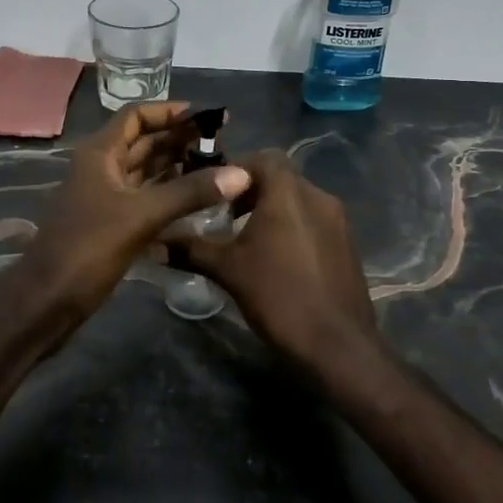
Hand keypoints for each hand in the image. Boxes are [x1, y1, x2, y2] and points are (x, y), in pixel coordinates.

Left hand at [15, 102, 250, 333]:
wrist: (48, 301)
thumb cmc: (88, 248)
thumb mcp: (142, 215)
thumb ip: (190, 192)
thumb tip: (241, 174)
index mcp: (100, 154)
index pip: (136, 116)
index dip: (169, 112)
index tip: (206, 117)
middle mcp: (102, 168)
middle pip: (144, 142)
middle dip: (180, 140)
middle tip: (222, 144)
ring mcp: (107, 197)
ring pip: (147, 171)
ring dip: (178, 166)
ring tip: (217, 167)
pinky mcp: (113, 223)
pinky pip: (147, 197)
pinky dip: (171, 193)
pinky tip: (199, 198)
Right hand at [174, 149, 382, 373]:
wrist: (337, 344)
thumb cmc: (278, 297)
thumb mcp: (228, 271)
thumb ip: (191, 250)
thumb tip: (154, 242)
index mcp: (289, 192)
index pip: (263, 158)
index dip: (237, 170)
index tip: (214, 192)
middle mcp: (318, 196)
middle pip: (282, 178)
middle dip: (252, 191)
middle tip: (226, 216)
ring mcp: (338, 221)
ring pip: (300, 200)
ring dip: (274, 210)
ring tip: (248, 238)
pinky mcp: (348, 244)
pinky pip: (315, 221)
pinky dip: (294, 227)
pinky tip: (277, 258)